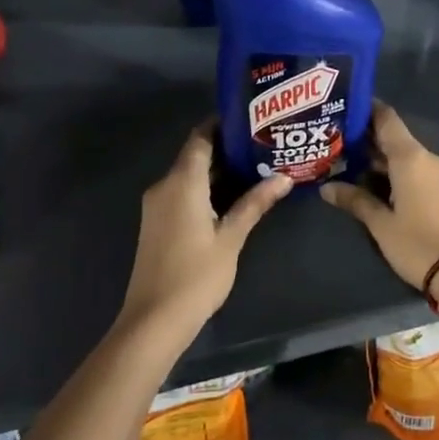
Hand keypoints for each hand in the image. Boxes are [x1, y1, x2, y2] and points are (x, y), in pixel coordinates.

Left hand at [121, 123, 290, 337]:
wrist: (154, 321)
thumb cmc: (196, 275)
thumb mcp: (232, 237)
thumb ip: (255, 203)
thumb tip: (284, 177)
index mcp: (181, 182)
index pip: (201, 137)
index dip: (223, 124)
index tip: (252, 118)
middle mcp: (164, 186)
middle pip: (196, 155)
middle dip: (228, 148)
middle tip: (264, 143)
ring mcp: (158, 205)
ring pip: (190, 175)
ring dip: (219, 170)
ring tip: (258, 166)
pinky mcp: (158, 223)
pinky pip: (184, 192)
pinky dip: (207, 188)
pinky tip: (235, 195)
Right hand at [321, 101, 438, 291]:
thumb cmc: (418, 243)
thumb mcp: (381, 224)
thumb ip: (355, 200)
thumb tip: (327, 187)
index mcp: (410, 157)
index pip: (386, 118)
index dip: (366, 109)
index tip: (343, 107)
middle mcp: (426, 158)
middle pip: (393, 137)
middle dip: (365, 138)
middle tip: (334, 140)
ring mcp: (438, 174)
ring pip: (403, 155)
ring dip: (378, 158)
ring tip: (346, 161)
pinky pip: (415, 169)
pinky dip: (393, 170)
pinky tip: (372, 181)